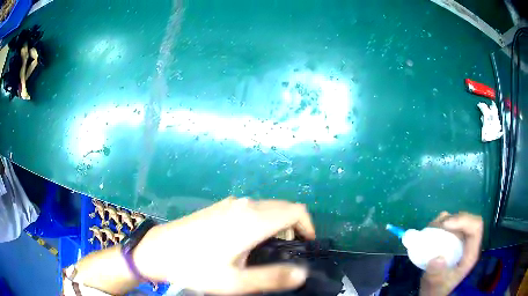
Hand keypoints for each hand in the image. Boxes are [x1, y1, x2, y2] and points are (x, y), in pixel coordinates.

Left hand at [133, 197, 315, 294]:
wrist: (159, 250)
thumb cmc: (196, 268)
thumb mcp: (235, 281)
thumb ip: (272, 277)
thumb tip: (302, 273)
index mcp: (253, 220)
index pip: (296, 211)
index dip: (307, 226)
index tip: (306, 245)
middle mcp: (244, 205)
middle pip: (283, 207)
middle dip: (294, 226)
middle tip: (288, 251)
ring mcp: (230, 204)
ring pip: (267, 207)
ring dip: (277, 223)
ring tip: (269, 248)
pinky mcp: (220, 206)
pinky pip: (252, 208)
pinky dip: (262, 219)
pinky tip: (247, 239)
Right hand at [420, 212, 482, 295]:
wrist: (432, 291)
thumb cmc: (437, 290)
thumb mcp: (436, 287)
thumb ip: (437, 276)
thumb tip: (437, 258)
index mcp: (470, 253)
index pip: (475, 227)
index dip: (463, 221)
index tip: (445, 224)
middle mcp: (468, 243)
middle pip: (466, 220)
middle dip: (451, 220)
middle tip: (434, 227)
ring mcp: (460, 240)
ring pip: (457, 220)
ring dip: (444, 221)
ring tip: (430, 230)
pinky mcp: (451, 239)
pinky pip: (448, 224)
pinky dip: (439, 224)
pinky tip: (430, 232)